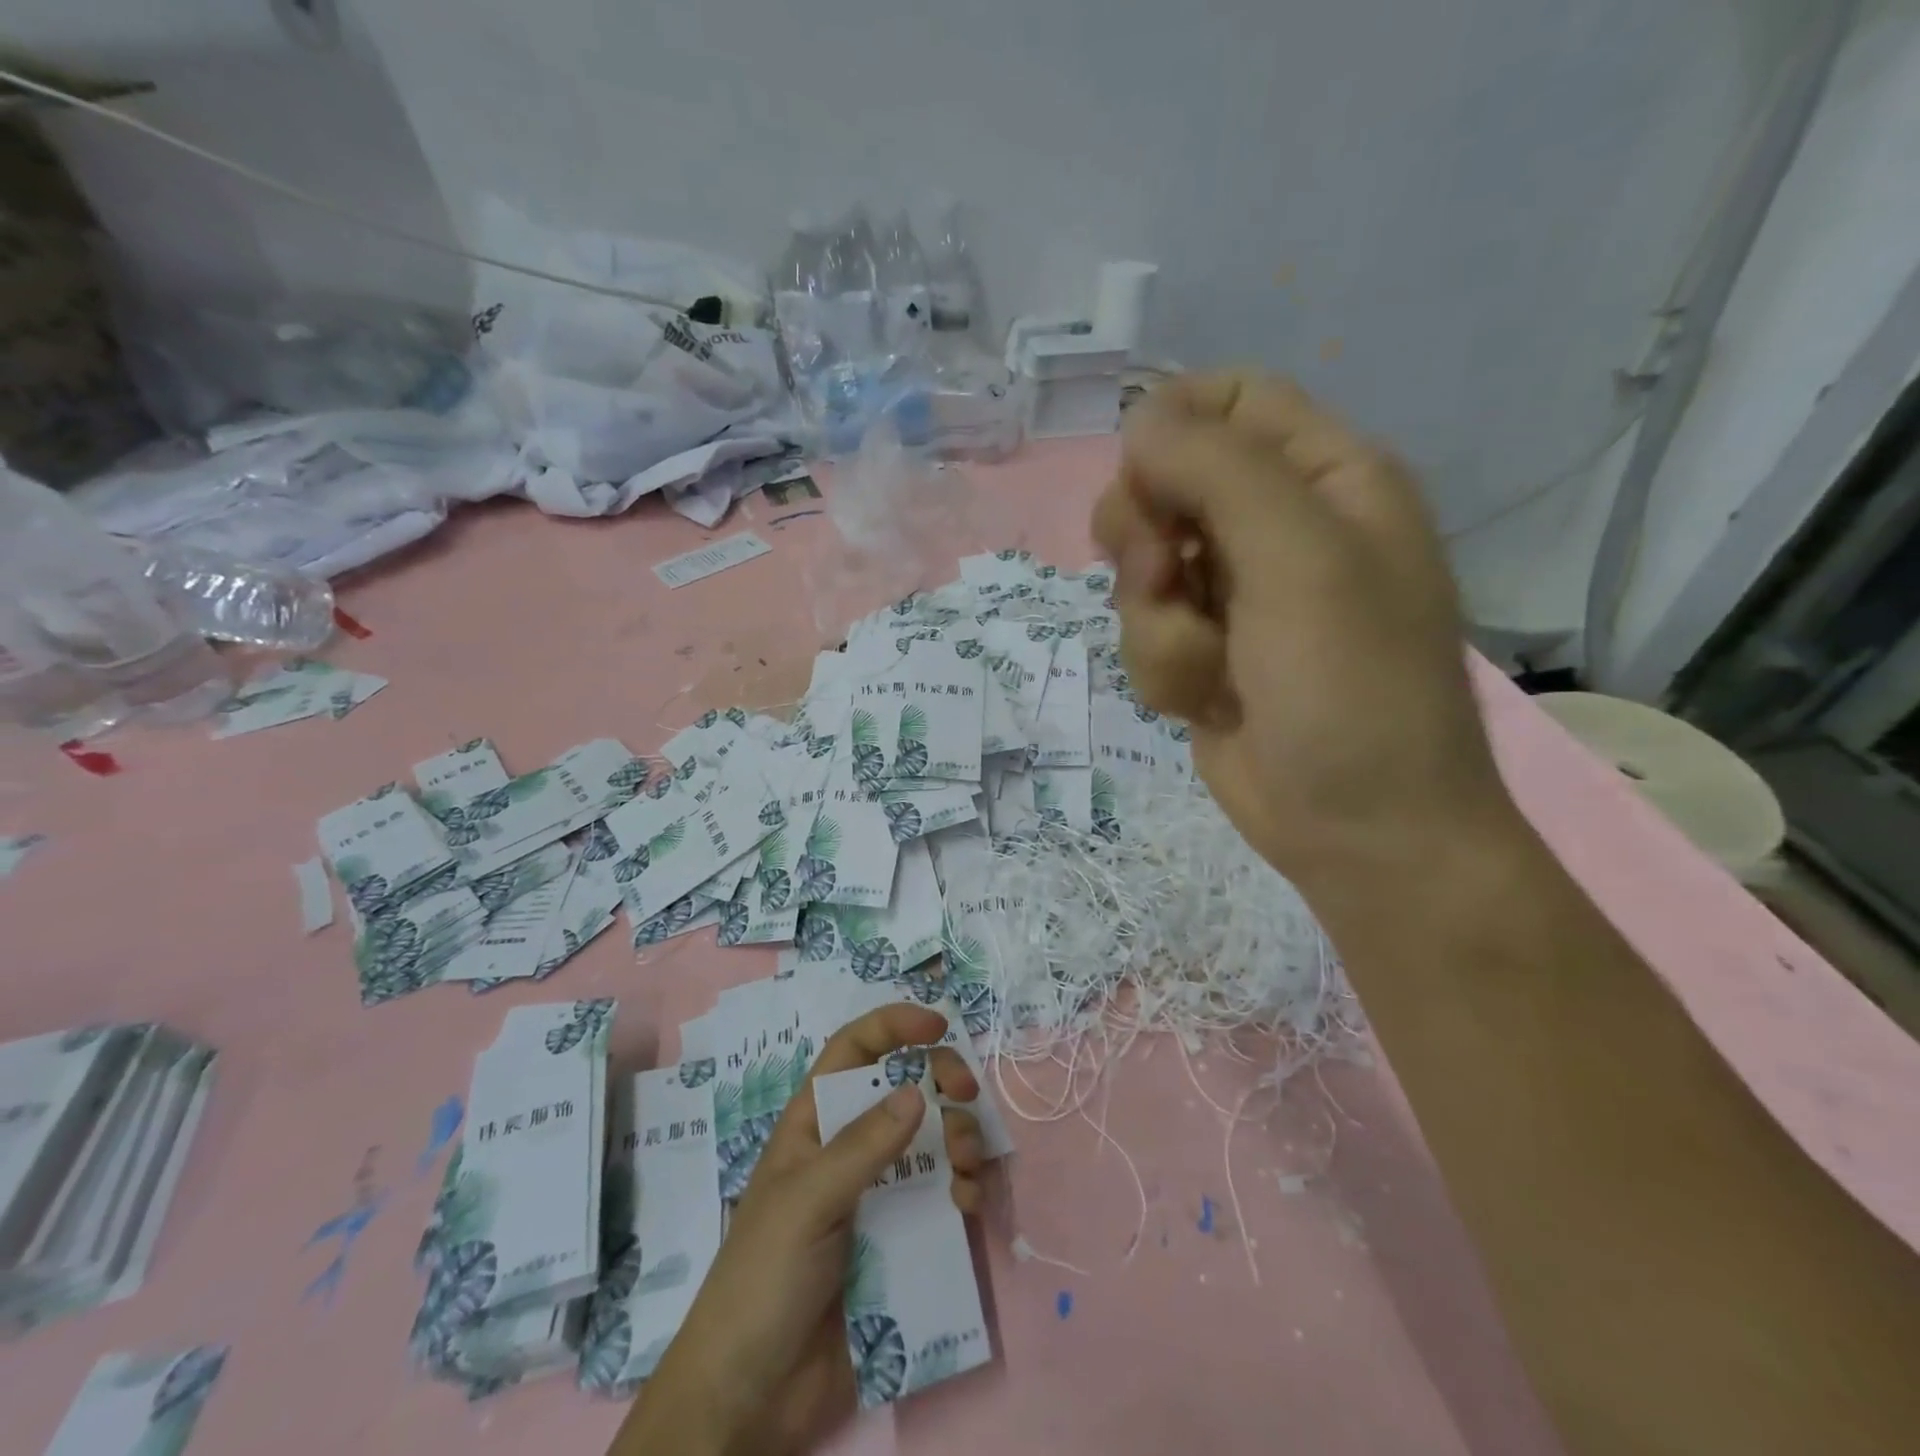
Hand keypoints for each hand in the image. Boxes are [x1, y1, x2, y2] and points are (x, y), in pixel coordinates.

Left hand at [617, 1005, 983, 1455]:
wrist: (754, 1396)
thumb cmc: (764, 1278)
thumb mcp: (807, 1200)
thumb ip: (863, 1145)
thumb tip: (917, 1090)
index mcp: (815, 1124)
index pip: (854, 1052)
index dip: (892, 1026)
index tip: (938, 1026)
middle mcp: (850, 1149)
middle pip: (904, 1088)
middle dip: (940, 1079)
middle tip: (966, 1094)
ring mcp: (879, 1194)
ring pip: (933, 1139)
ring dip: (959, 1136)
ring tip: (966, 1162)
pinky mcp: (904, 1239)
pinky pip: (943, 1196)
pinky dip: (964, 1189)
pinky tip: (967, 1204)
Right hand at [1092, 372, 1516, 887]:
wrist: (1358, 830)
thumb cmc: (1351, 688)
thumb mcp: (1300, 560)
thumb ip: (1218, 471)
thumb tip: (1139, 419)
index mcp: (1326, 480)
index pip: (1232, 401)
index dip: (1173, 425)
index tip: (1141, 476)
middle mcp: (1277, 529)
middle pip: (1166, 483)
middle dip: (1145, 536)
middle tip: (1163, 576)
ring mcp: (1234, 597)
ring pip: (1141, 570)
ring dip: (1156, 621)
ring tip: (1208, 664)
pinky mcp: (1202, 653)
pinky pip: (1144, 632)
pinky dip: (1163, 667)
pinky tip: (1205, 701)